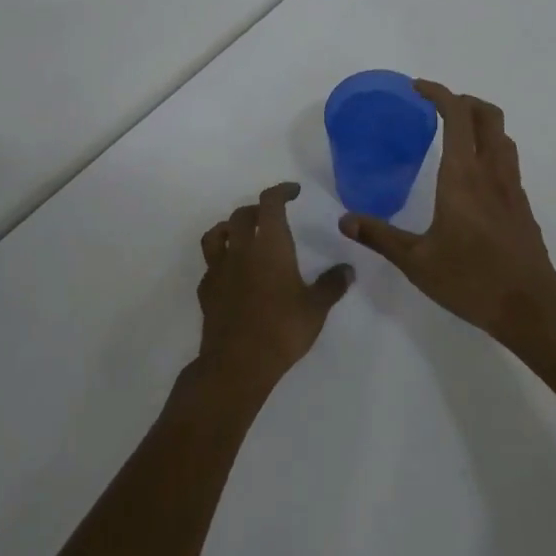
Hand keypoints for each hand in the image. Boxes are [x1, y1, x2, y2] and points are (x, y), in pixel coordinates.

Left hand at [196, 182, 353, 391]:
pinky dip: (220, 260)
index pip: (270, 202)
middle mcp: (241, 248)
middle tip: (271, 217)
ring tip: (242, 236)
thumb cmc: (281, 329)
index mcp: (269, 244)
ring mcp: (219, 268)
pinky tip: (231, 273)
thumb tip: (348, 270)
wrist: (237, 363)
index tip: (293, 192)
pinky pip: (210, 264)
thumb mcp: (316, 308)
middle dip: (257, 210)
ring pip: (216, 234)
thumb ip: (332, 285)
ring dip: (230, 228)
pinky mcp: (206, 290)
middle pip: (242, 214)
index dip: (281, 191)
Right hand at [338, 81, 555, 343]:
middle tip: (436, 107)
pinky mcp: (522, 205)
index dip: (439, 93)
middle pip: (487, 115)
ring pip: (502, 135)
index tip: (417, 88)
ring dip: (479, 122)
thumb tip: (345, 220)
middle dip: (463, 100)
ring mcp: (512, 188)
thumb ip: (380, 236)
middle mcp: (490, 172)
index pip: (456, 116)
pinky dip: (489, 148)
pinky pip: (507, 160)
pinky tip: (471, 176)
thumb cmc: (470, 281)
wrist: (530, 310)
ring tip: (454, 133)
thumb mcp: (416, 262)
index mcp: (462, 176)